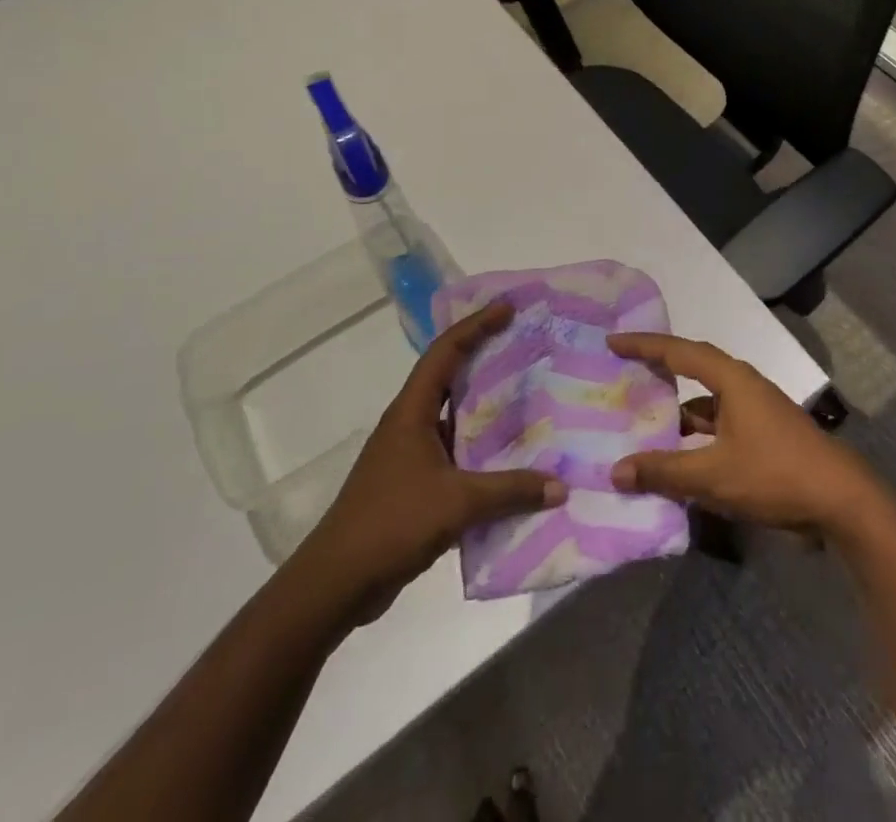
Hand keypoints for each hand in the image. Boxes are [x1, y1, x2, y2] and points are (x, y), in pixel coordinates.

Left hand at [288, 301, 563, 628]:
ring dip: (486, 407)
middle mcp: (410, 424)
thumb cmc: (390, 524)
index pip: (445, 352)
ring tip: (529, 397)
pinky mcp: (414, 485)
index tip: (508, 309)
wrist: (334, 585)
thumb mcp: (457, 503)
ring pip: (454, 417)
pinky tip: (511, 459)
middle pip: (450, 377)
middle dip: (485, 358)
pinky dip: (482, 450)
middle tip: (526, 347)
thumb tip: (560, 487)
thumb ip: (510, 491)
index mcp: (411, 412)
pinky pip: (456, 453)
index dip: (476, 326)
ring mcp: (410, 456)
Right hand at [606, 333, 887, 538]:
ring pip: (704, 404)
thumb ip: (664, 471)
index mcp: (731, 379)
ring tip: (639, 424)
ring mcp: (754, 411)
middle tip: (622, 375)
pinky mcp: (761, 436)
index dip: (644, 345)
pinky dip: (694, 438)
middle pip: (691, 370)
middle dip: (658, 372)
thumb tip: (616, 470)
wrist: (839, 500)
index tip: (613, 341)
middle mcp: (742, 386)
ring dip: (676, 414)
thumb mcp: (713, 474)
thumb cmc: (774, 473)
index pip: (679, 351)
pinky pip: (716, 427)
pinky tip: (675, 460)